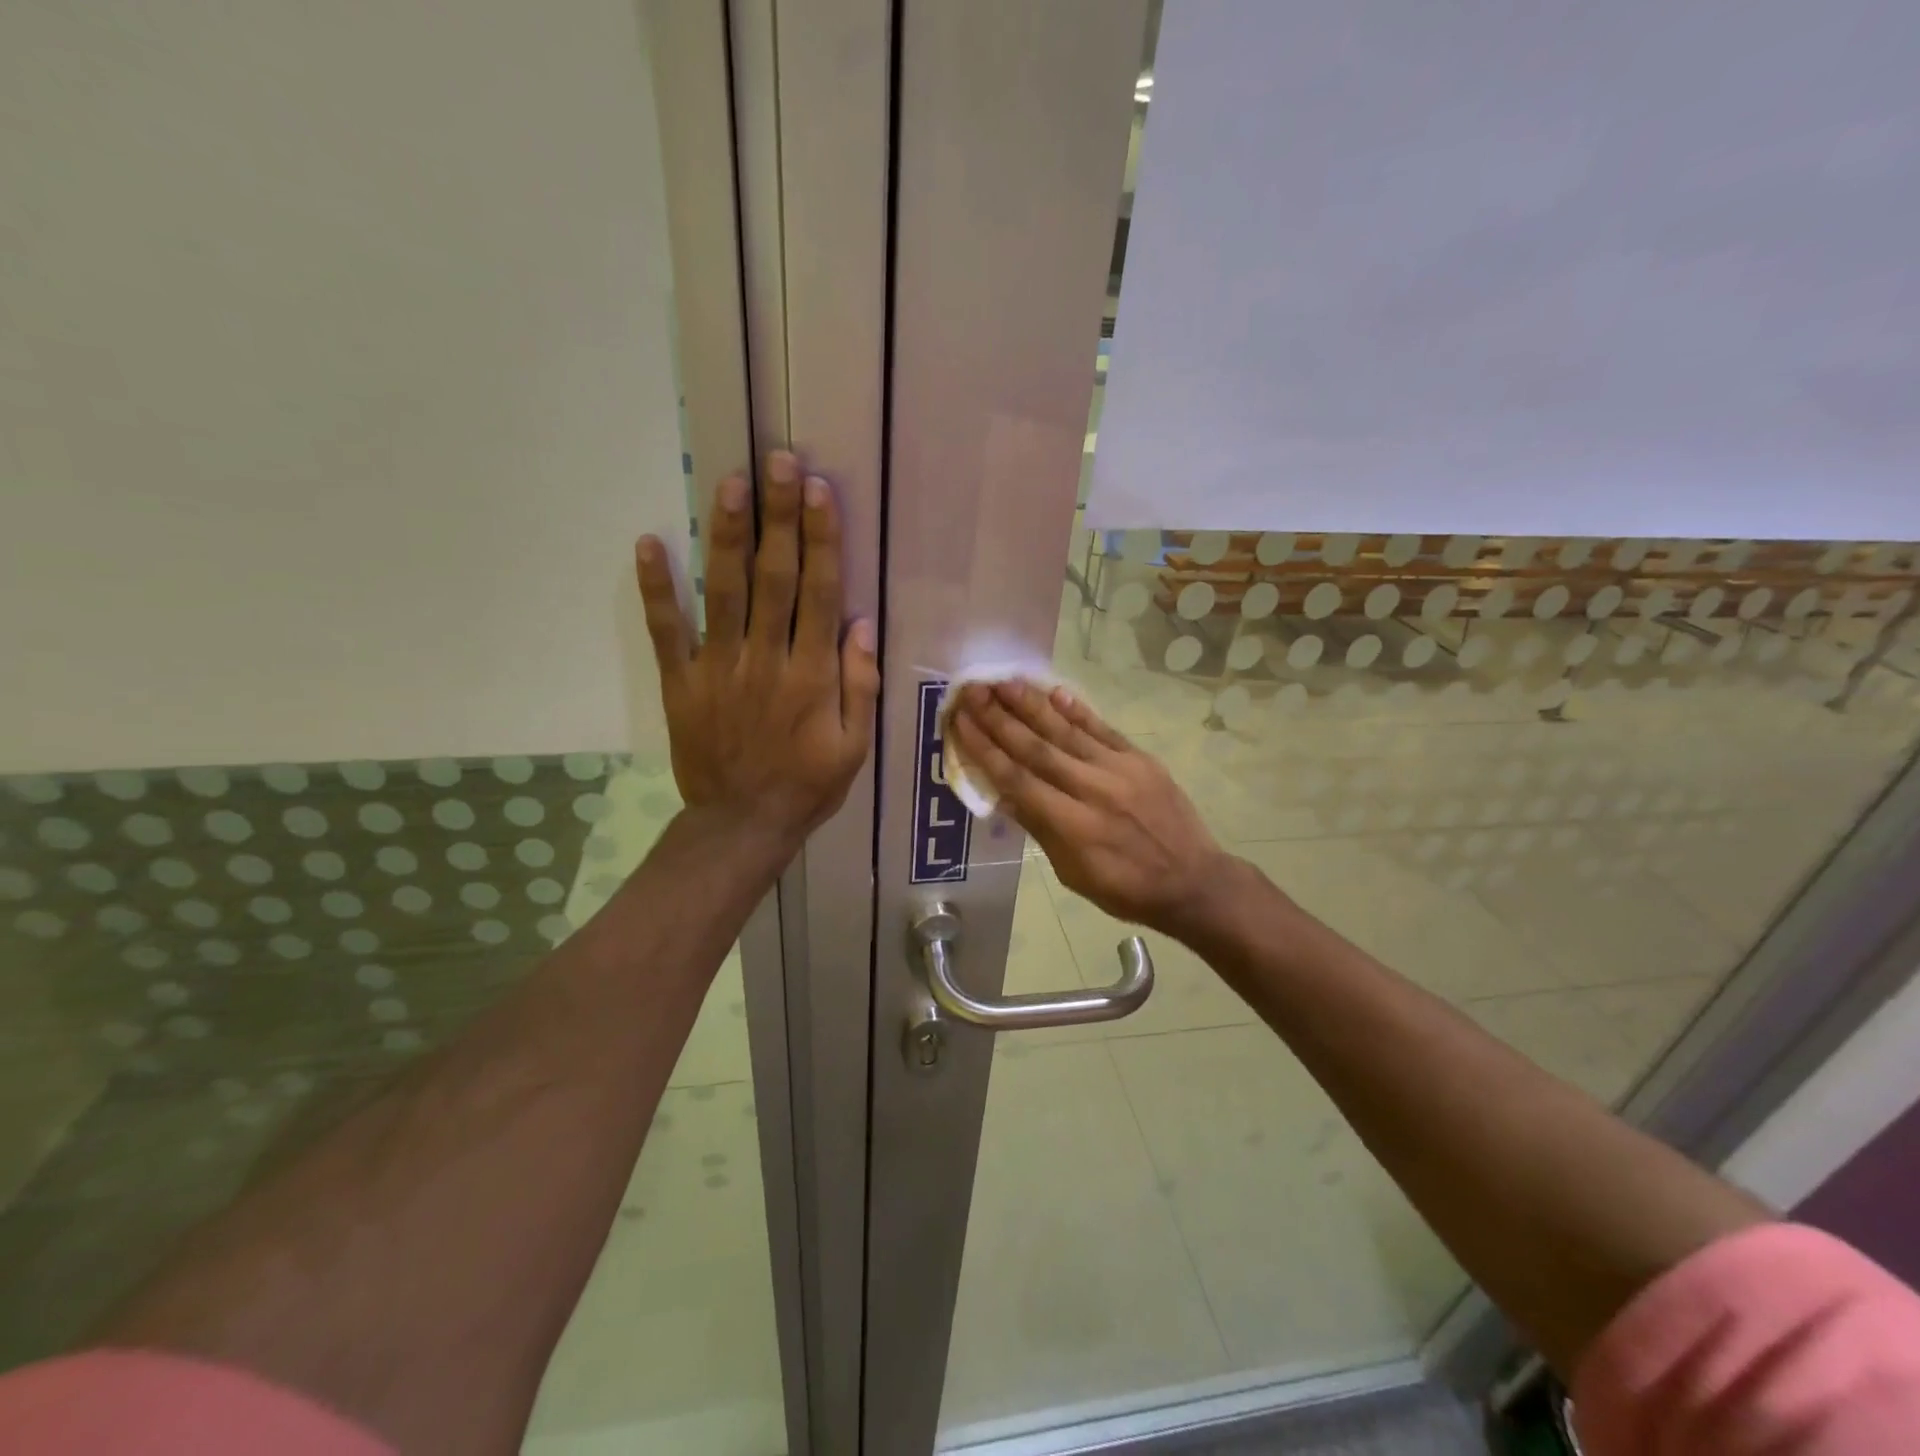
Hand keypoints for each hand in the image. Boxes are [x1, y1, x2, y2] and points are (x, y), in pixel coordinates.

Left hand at [636, 451, 878, 845]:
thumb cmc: (807, 785)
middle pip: (773, 578)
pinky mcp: (682, 682)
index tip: (819, 492)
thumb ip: (859, 684)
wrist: (741, 825)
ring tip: (730, 482)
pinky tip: (649, 543)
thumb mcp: (854, 746)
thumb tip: (860, 623)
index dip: (820, 540)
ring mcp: (717, 668)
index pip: (817, 593)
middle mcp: (764, 660)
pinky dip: (658, 589)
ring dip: (727, 535)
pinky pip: (667, 631)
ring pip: (724, 592)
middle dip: (778, 517)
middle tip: (778, 461)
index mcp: (810, 676)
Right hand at [948, 680, 1234, 937]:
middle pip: (1037, 747)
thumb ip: (1039, 828)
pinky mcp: (1141, 759)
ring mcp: (1120, 770)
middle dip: (999, 718)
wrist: (1193, 881)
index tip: (960, 722)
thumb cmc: (1125, 889)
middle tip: (972, 691)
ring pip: (1067, 731)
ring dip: (1032, 705)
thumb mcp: (1072, 873)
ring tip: (1003, 682)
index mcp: (1072, 826)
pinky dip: (1077, 710)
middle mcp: (1092, 790)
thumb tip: (1002, 792)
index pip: (1017, 779)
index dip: (985, 749)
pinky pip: (1103, 729)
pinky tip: (1054, 691)